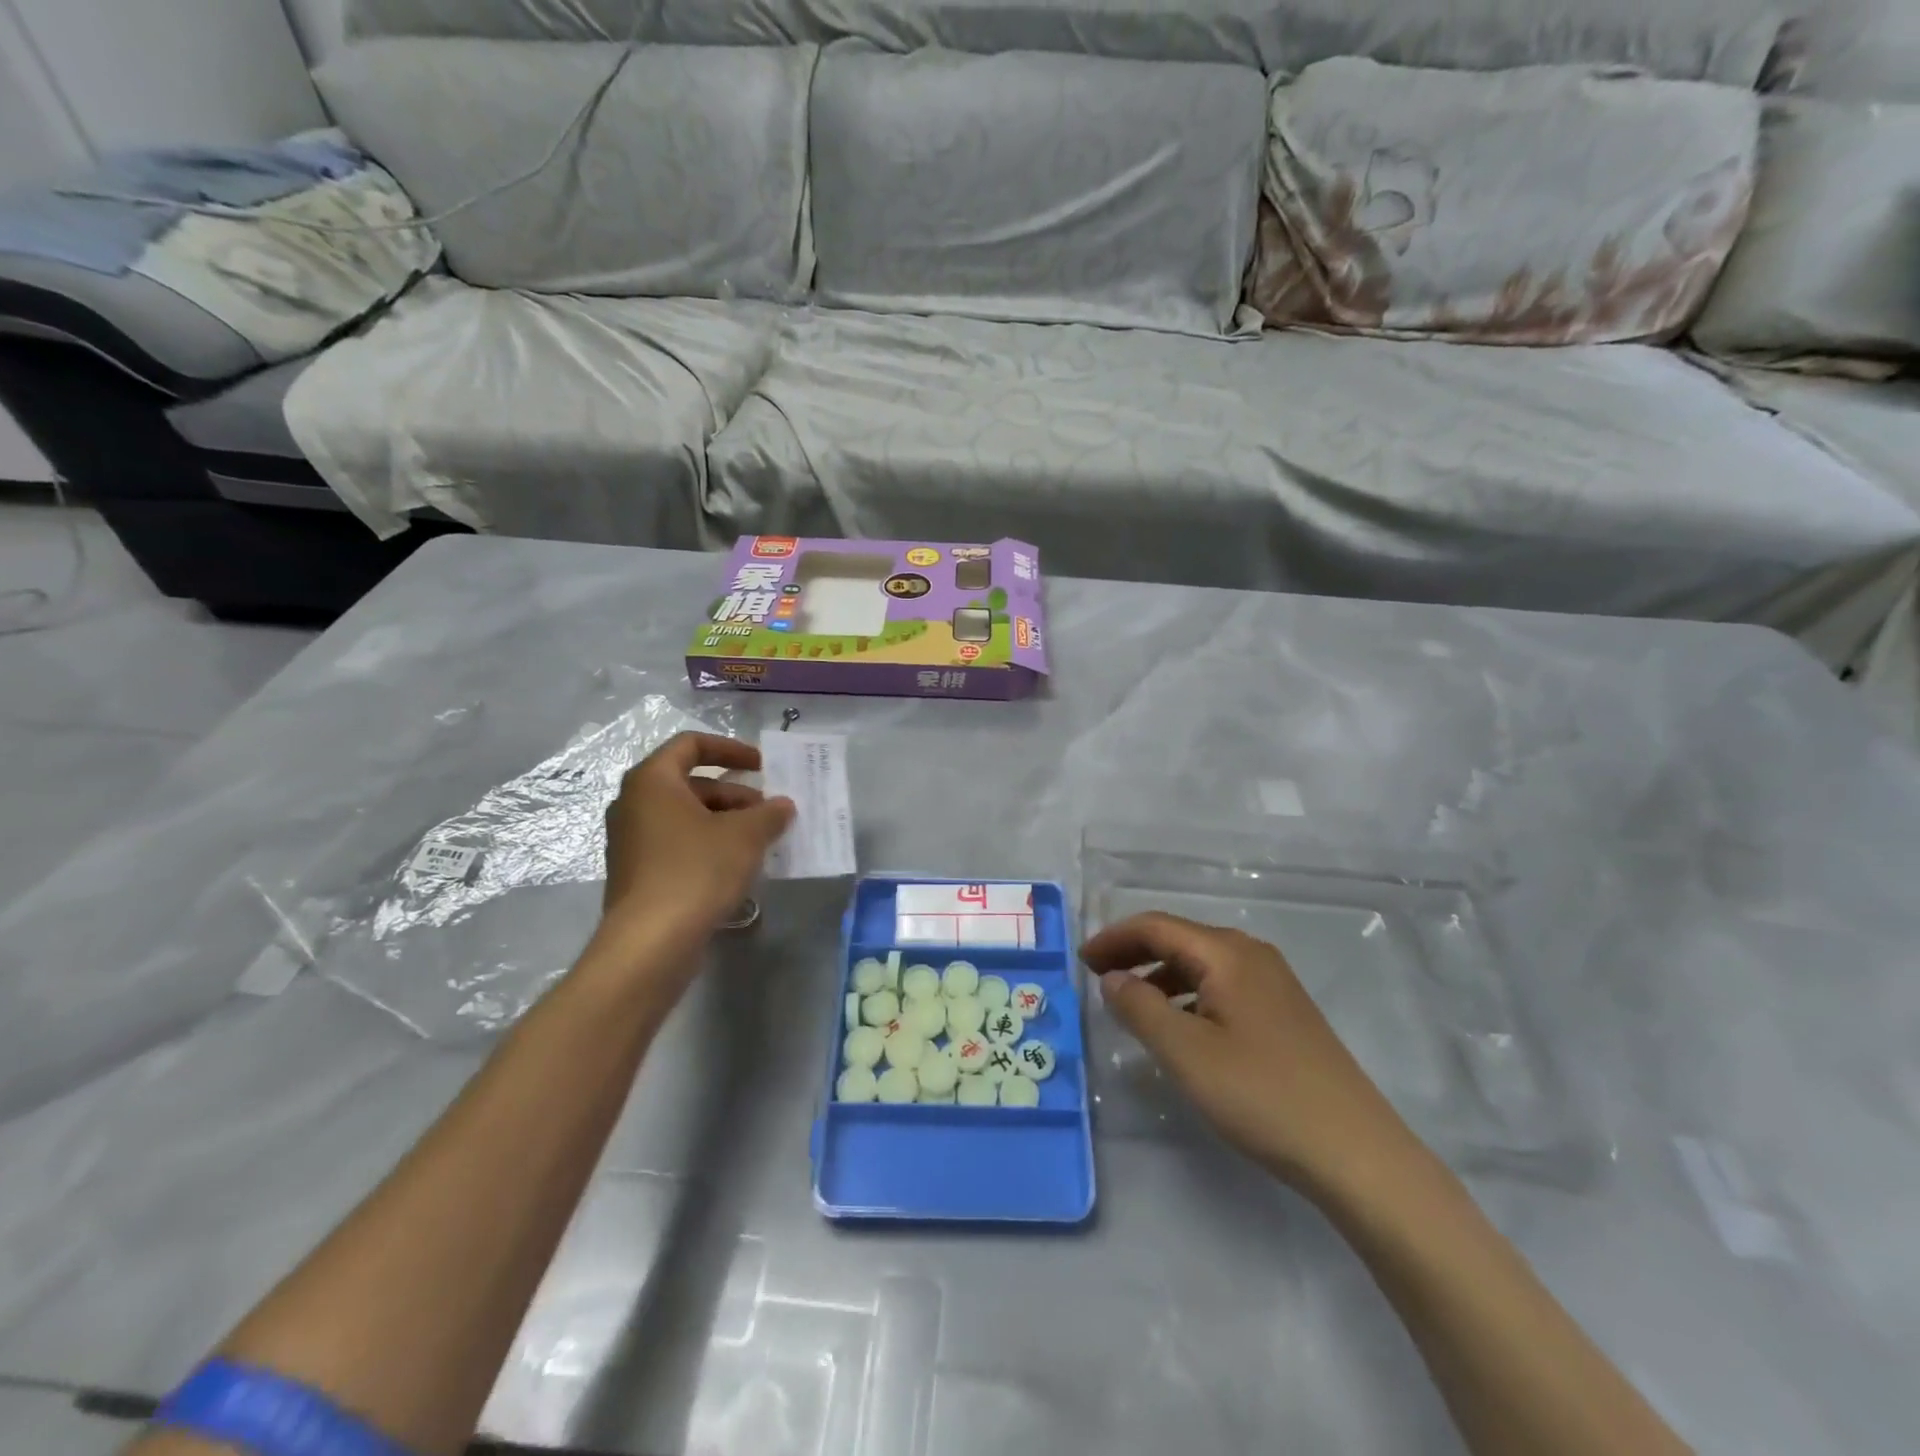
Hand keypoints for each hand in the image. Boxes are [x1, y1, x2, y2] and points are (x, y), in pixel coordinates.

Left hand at [598, 732, 794, 963]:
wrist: (650, 943)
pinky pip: (677, 844)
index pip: (691, 744)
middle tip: (768, 812)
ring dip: (725, 821)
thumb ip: (769, 813)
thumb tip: (782, 806)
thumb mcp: (745, 836)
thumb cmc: (696, 871)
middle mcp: (634, 804)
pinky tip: (737, 867)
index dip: (731, 748)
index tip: (762, 765)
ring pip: (685, 816)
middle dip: (735, 793)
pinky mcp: (637, 873)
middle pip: (690, 783)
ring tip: (760, 841)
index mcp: (652, 781)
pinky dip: (708, 844)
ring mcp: (631, 841)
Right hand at [1083, 913, 1418, 1199]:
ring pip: (1201, 965)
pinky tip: (1179, 1027)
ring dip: (1160, 976)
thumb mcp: (1186, 1053)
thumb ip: (1140, 1008)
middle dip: (1134, 953)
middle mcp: (1251, 956)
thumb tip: (1112, 977)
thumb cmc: (1262, 1095)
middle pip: (1180, 939)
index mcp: (1227, 953)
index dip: (1114, 938)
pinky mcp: (1284, 1014)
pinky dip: (1188, 996)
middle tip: (1096, 975)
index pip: (1157, 926)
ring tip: (1130, 1003)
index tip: (1080, 960)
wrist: (1356, 1153)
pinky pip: (1221, 987)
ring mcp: (1273, 984)